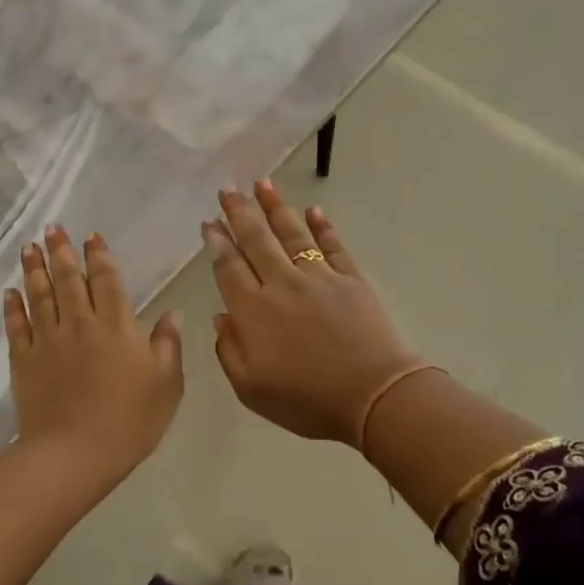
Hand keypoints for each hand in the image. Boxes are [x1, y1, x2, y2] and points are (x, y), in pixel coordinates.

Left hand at [4, 226, 183, 487]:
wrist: (76, 453)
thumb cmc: (131, 420)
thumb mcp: (167, 384)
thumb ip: (169, 345)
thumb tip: (172, 314)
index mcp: (117, 326)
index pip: (106, 281)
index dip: (99, 257)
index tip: (91, 237)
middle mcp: (79, 324)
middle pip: (67, 280)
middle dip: (61, 252)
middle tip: (52, 229)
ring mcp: (48, 341)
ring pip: (39, 295)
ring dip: (34, 269)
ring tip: (29, 247)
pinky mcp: (24, 361)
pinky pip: (16, 326)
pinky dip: (12, 307)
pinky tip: (10, 292)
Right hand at [205, 181, 422, 445]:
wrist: (373, 396)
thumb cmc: (306, 401)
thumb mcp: (251, 389)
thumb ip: (229, 351)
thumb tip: (221, 317)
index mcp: (253, 311)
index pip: (229, 268)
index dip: (218, 243)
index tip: (210, 222)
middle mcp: (282, 284)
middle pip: (257, 240)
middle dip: (240, 213)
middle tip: (228, 189)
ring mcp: (319, 278)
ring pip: (292, 234)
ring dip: (275, 207)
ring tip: (262, 183)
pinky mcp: (351, 280)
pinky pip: (333, 246)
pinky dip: (322, 227)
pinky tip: (313, 211)